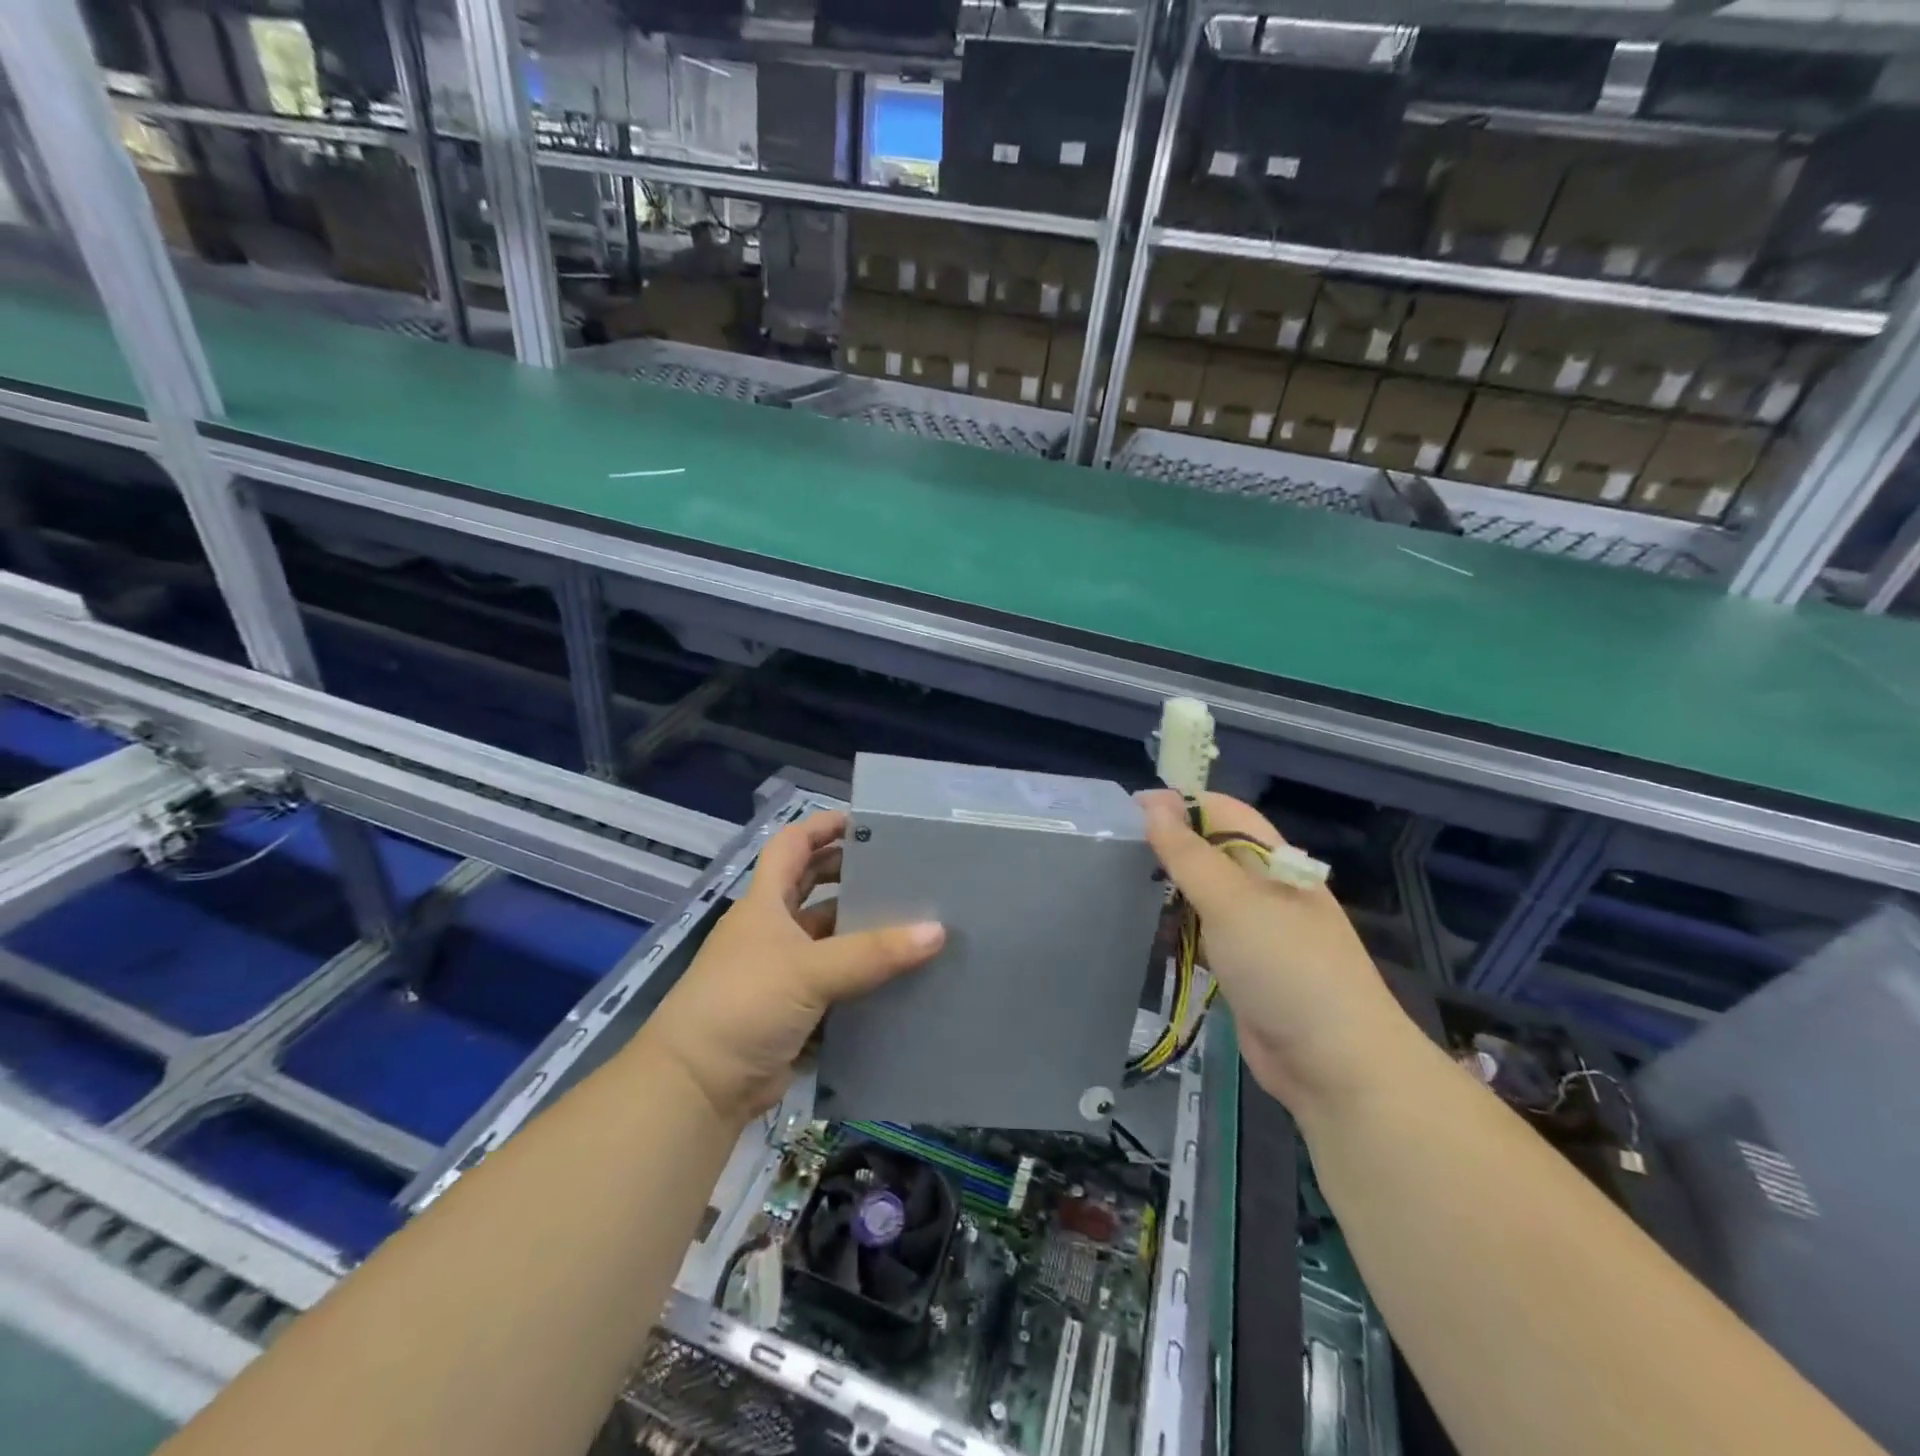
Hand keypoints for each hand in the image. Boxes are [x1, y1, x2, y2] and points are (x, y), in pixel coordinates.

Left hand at [645, 811, 944, 1124]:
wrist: (699, 1088)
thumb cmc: (744, 1003)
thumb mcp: (809, 970)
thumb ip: (873, 952)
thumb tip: (936, 931)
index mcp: (764, 904)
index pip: (792, 846)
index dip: (823, 827)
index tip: (866, 822)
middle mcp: (771, 931)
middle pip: (813, 889)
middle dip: (851, 876)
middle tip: (901, 871)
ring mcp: (781, 972)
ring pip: (828, 940)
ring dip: (862, 932)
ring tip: (913, 922)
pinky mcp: (793, 1011)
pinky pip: (835, 985)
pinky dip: (862, 980)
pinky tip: (900, 978)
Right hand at [1140, 791, 1418, 1116]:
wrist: (1335, 1064)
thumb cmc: (1285, 966)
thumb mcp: (1232, 901)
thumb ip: (1188, 854)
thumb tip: (1153, 803)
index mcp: (1273, 860)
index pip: (1221, 811)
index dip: (1177, 805)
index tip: (1126, 812)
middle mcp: (1265, 888)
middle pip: (1210, 851)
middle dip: (1167, 846)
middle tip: (1113, 852)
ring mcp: (1256, 930)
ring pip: (1203, 894)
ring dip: (1169, 888)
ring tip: (1118, 885)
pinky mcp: (1243, 968)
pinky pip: (1203, 934)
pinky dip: (1176, 928)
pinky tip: (1146, 930)